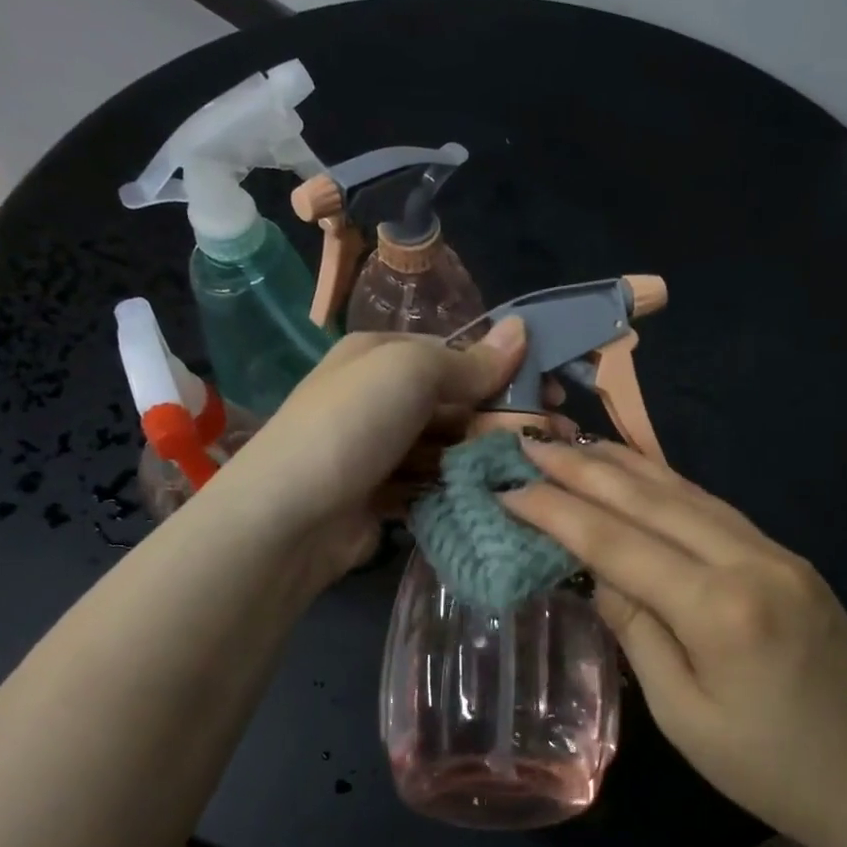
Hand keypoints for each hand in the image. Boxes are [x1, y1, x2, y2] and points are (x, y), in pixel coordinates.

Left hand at [209, 321, 527, 580]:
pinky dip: (461, 490)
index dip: (505, 370)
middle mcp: (381, 398)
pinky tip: (497, 497)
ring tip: (535, 470)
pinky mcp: (384, 497)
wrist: (290, 516)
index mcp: (383, 355)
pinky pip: (433, 486)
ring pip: (449, 448)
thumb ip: (469, 361)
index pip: (455, 355)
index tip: (551, 390)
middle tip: (556, 437)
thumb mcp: (411, 373)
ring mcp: (381, 451)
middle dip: (503, 418)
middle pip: (456, 403)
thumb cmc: (352, 425)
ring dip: (488, 457)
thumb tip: (522, 329)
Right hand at [503, 438, 846, 846]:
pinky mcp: (791, 560)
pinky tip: (643, 476)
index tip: (510, 488)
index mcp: (720, 609)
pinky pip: (716, 510)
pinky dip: (668, 487)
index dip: (559, 513)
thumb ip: (638, 632)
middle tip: (532, 444)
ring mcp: (779, 554)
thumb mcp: (683, 715)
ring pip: (688, 493)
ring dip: (626, 466)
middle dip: (586, 469)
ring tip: (577, 444)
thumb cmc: (769, 770)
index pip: (619, 544)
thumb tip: (601, 572)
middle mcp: (751, 561)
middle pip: (652, 501)